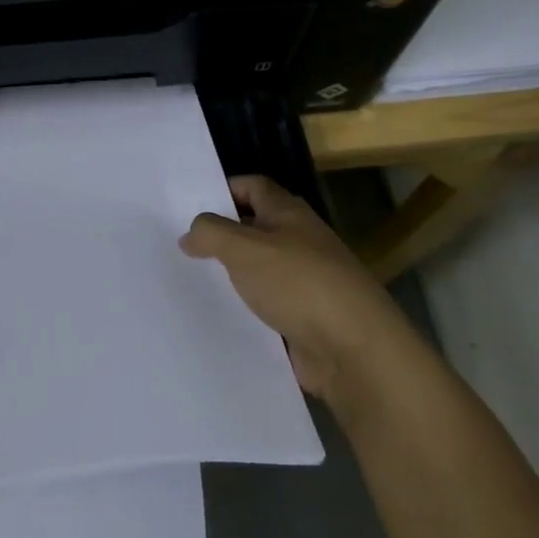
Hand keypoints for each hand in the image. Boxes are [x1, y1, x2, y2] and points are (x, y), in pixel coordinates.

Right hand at [180, 175, 398, 397]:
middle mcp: (300, 242)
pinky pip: (268, 305)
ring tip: (192, 280)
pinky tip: (220, 315)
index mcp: (289, 214)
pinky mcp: (305, 318)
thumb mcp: (244, 249)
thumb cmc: (299, 284)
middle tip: (183, 244)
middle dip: (223, 234)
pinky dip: (246, 308)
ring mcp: (305, 281)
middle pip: (256, 227)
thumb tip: (190, 233)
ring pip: (260, 269)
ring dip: (233, 274)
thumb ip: (211, 233)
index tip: (190, 204)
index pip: (254, 187)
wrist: (355, 350)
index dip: (224, 188)